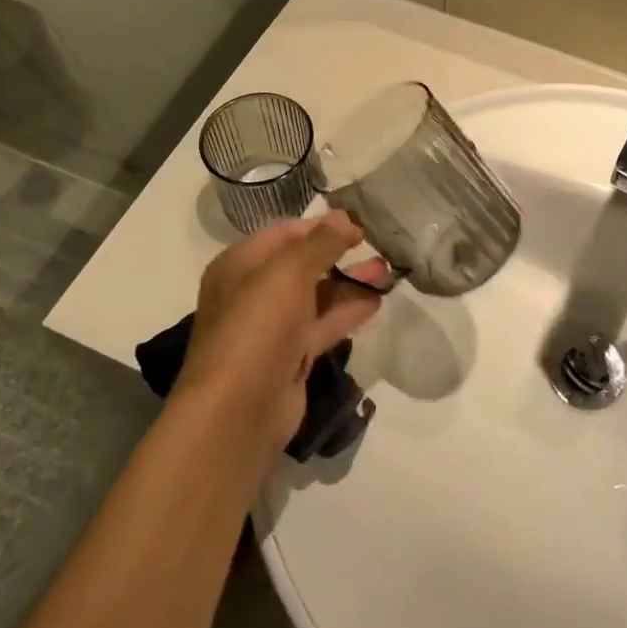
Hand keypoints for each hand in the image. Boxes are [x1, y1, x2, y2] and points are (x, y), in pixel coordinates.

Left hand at [174, 212, 383, 459]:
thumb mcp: (290, 271)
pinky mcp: (290, 358)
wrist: (239, 409)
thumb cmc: (258, 326)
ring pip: (315, 296)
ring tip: (387, 274)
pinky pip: (321, 326)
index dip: (321, 226)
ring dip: (349, 283)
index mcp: (240, 265)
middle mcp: (252, 293)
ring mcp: (271, 328)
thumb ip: (321, 242)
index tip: (359, 227)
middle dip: (339, 255)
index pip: (284, 233)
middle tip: (378, 249)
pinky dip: (346, 313)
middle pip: (301, 265)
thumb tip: (345, 218)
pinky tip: (375, 303)